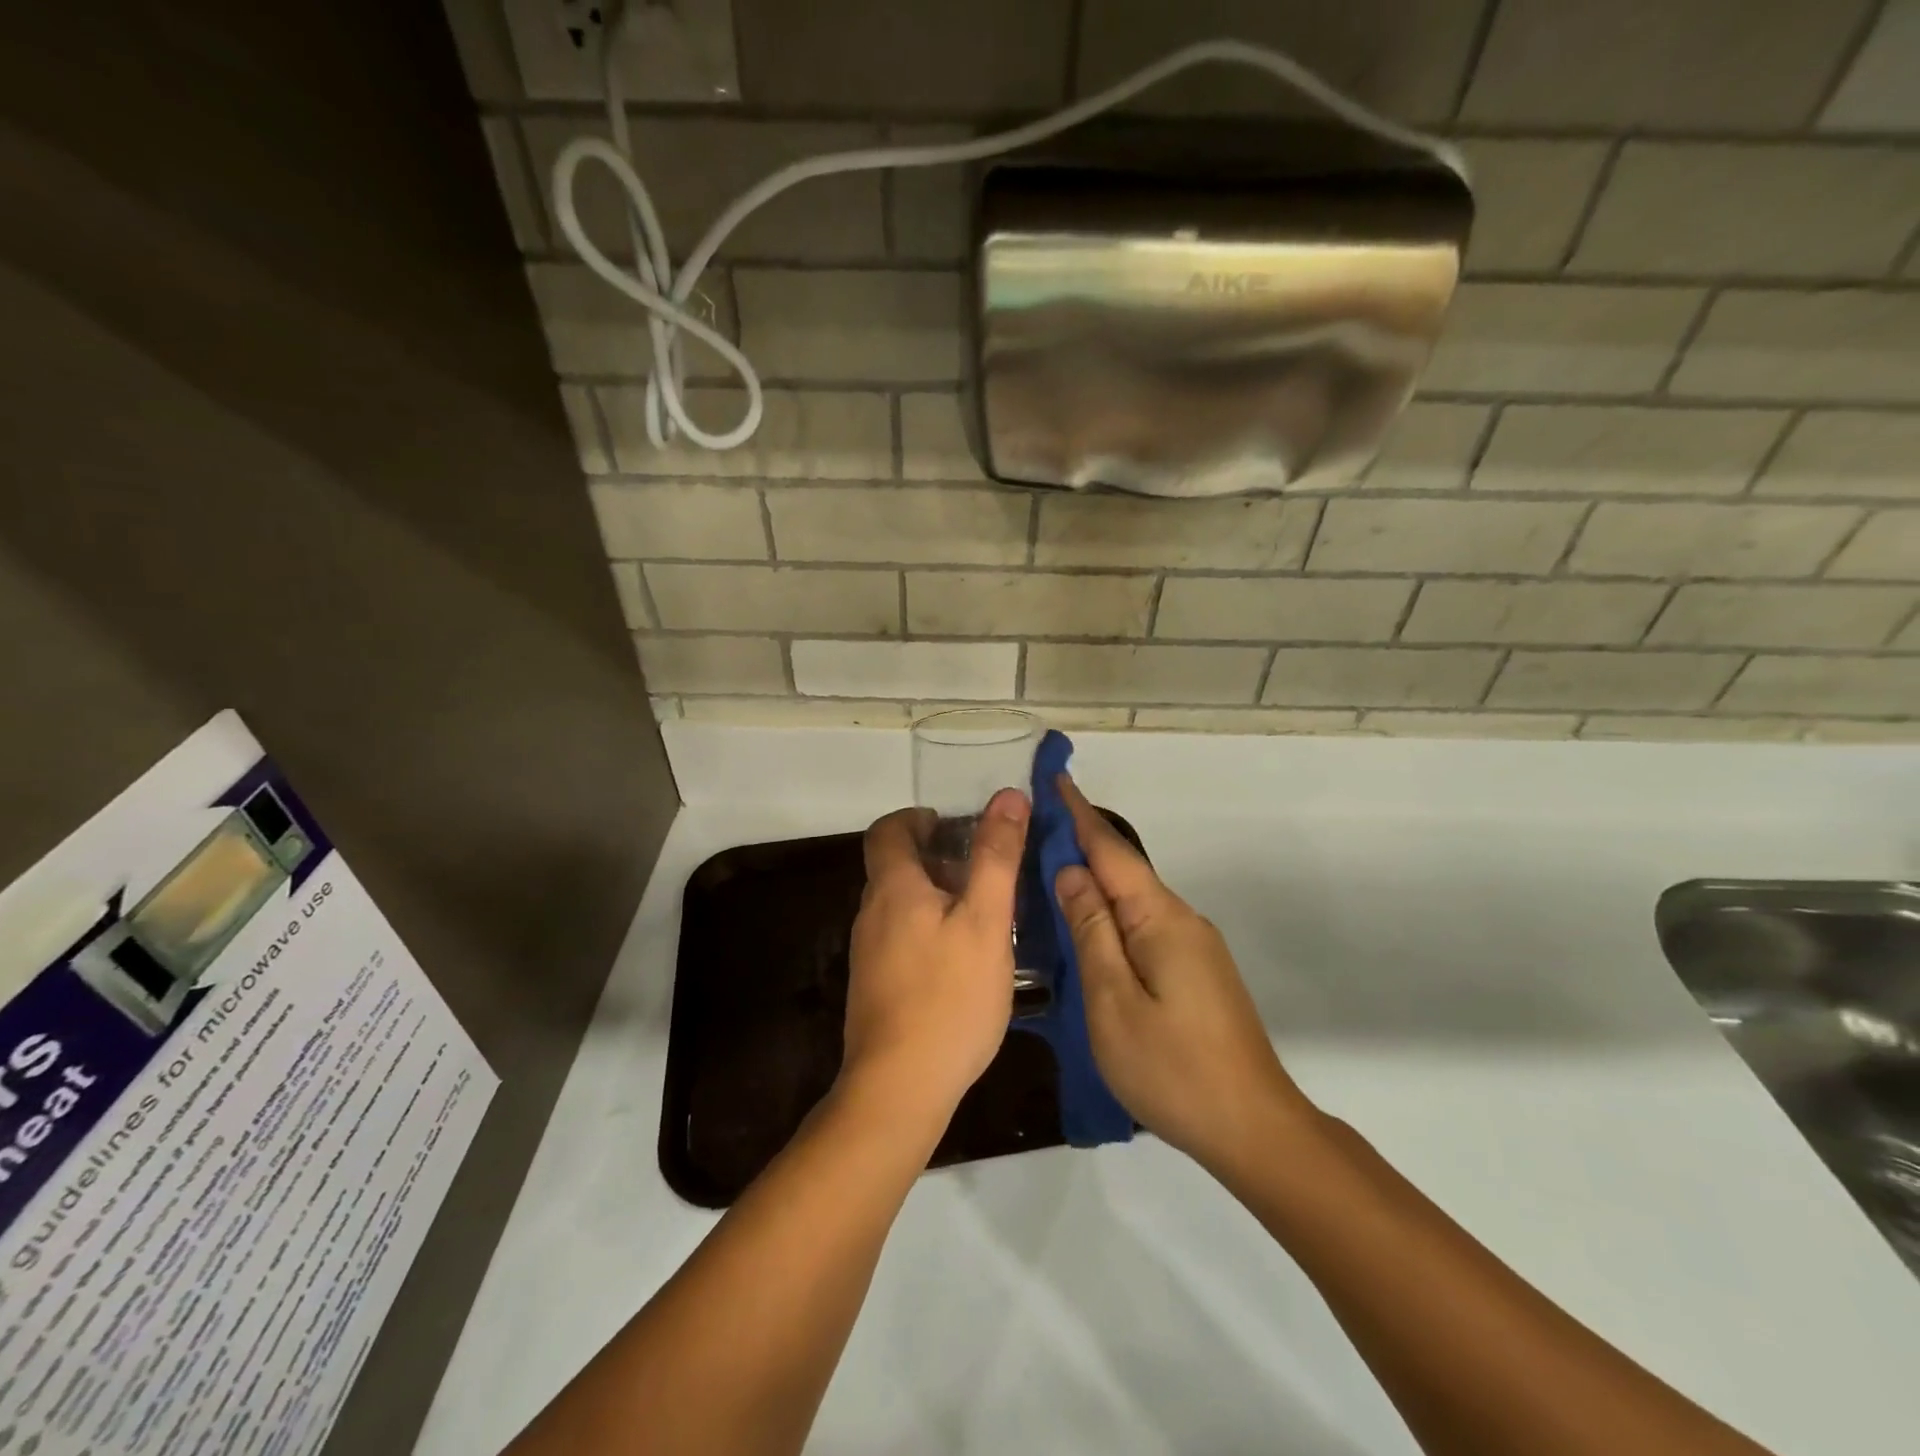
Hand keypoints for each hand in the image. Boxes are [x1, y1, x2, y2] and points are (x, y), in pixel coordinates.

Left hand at [842, 789, 1029, 1121]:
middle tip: (983, 869)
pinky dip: (929, 928)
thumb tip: (1006, 796)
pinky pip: (901, 937)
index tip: (953, 825)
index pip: (888, 830)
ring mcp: (869, 953)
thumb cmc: (949, 996)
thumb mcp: (986, 921)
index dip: (917, 817)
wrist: (899, 1088)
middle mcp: (871, 914)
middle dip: (935, 856)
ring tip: (983, 912)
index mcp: (893, 889)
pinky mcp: (875, 985)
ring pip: (900, 904)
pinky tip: (963, 959)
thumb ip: (996, 857)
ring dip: (935, 894)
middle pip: (895, 867)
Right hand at [1053, 775, 1313, 1174]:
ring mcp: (1192, 946)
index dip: (1078, 814)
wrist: (1253, 1128)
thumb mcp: (1112, 1000)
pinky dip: (1109, 914)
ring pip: (1132, 900)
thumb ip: (1090, 931)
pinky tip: (1086, 928)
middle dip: (1080, 843)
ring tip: (1046, 873)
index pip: (1110, 850)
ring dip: (1093, 882)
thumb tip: (1070, 872)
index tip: (1054, 778)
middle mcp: (1180, 919)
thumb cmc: (1173, 1068)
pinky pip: (1142, 926)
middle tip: (1033, 829)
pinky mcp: (1194, 970)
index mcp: (1160, 918)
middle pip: (1122, 871)